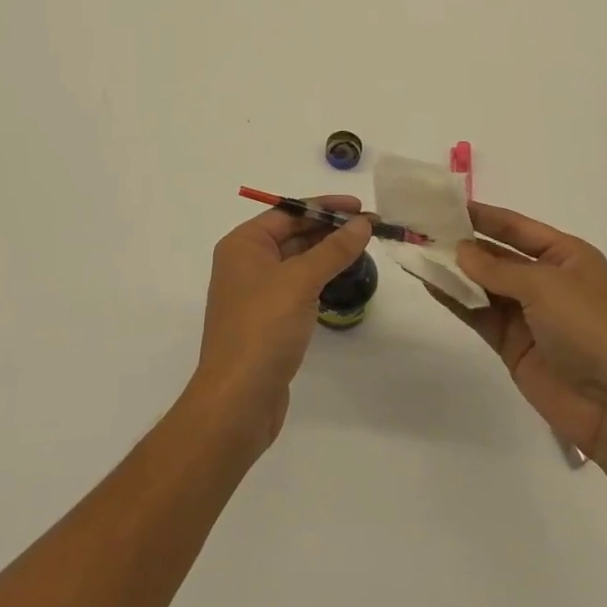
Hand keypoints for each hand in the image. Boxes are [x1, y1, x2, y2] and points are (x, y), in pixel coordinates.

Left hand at [192, 196, 372, 454]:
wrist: (237, 400)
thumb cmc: (263, 328)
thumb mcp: (301, 281)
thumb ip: (333, 249)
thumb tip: (363, 223)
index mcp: (243, 244)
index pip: (288, 211)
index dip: (325, 207)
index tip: (360, 207)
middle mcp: (245, 263)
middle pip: (292, 234)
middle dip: (329, 229)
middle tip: (370, 227)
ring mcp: (255, 294)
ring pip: (296, 261)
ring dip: (326, 253)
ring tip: (363, 248)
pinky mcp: (267, 321)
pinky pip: (297, 287)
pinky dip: (319, 278)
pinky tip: (342, 278)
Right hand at [431, 202, 606, 459]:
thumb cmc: (589, 328)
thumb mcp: (545, 286)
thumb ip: (497, 268)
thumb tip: (459, 251)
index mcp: (567, 256)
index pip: (518, 228)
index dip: (484, 216)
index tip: (447, 203)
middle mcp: (547, 280)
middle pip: (498, 255)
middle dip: (463, 243)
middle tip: (423, 227)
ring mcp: (529, 314)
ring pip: (484, 284)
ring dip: (454, 270)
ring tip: (418, 252)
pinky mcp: (513, 344)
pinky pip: (479, 313)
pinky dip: (456, 299)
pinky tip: (430, 284)